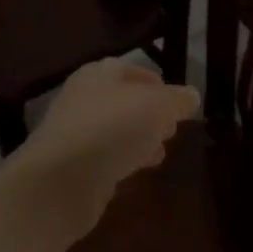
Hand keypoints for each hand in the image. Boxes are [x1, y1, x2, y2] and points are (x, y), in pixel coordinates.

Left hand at [11, 58, 198, 240]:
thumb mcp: (158, 106)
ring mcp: (75, 133)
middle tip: (171, 129)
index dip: (158, 85)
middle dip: (150, 114)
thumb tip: (191, 95)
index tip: (179, 103)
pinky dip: (122, 160)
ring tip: (160, 153)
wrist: (61, 180)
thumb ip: (177, 99)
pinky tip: (137, 171)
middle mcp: (84, 98)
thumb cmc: (113, 128)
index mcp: (100, 74)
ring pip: (115, 130)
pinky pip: (105, 156)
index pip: (133, 71)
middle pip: (124, 101)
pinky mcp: (72, 166)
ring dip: (138, 139)